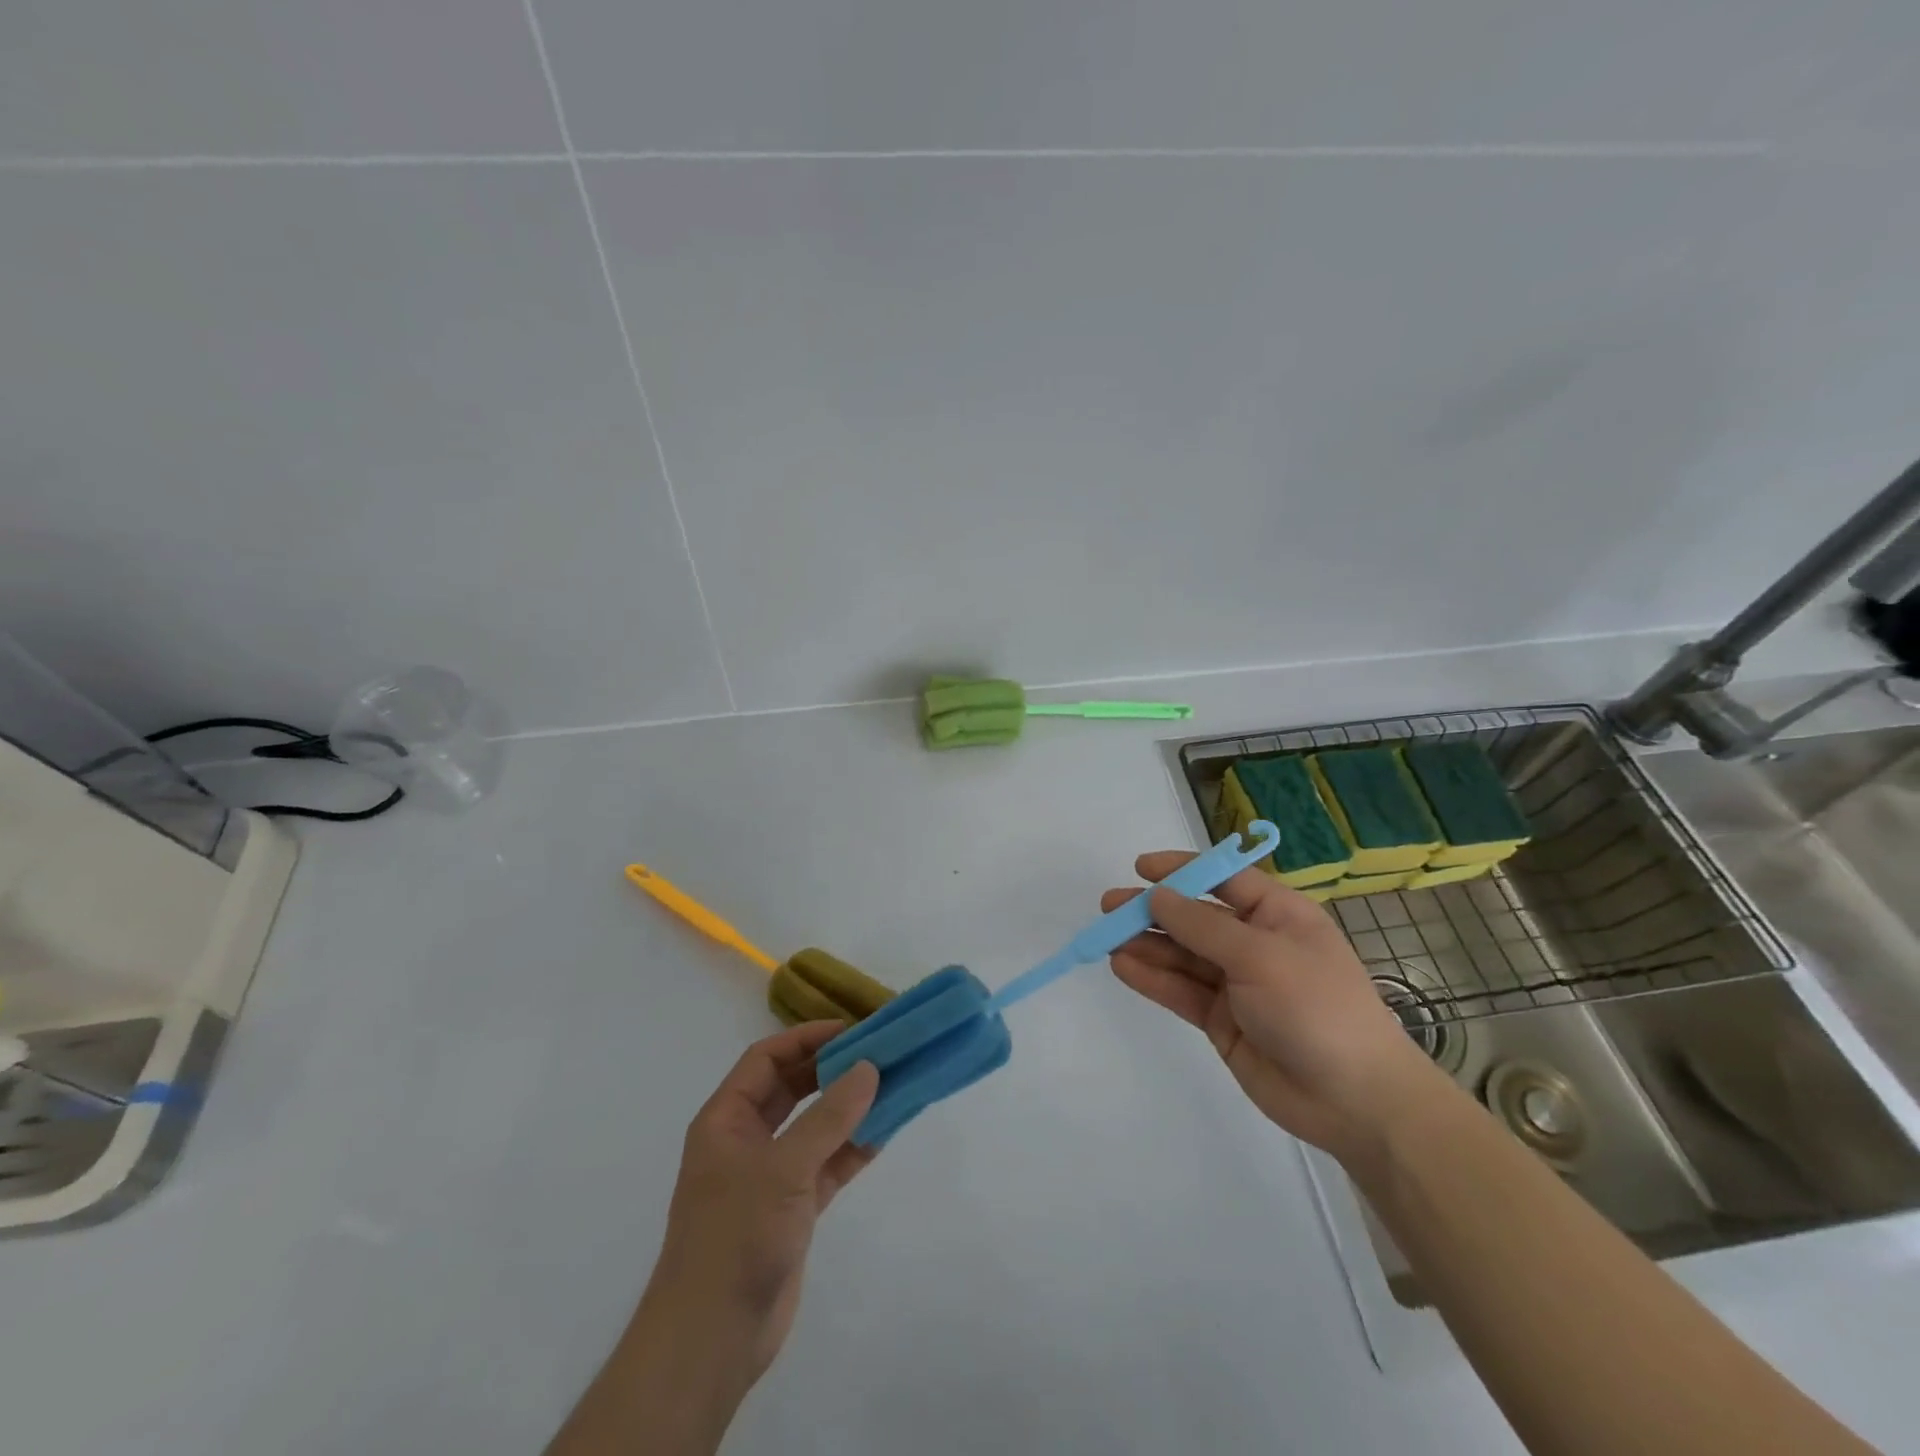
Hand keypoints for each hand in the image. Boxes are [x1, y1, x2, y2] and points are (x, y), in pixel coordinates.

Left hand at [645, 1022, 879, 1385]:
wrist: (711, 1341)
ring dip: (848, 1108)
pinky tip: (885, 1132)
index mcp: (726, 1119)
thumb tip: (870, 1067)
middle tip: (877, 1053)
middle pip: (792, 1088)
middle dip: (831, 1070)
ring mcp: (770, 1175)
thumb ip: (829, 1118)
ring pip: (814, 1126)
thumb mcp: (783, 1169)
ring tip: (891, 1086)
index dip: (806, 1039)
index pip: (766, 1059)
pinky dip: (853, 1148)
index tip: (851, 1030)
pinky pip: (827, 1164)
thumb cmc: (735, 1237)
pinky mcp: (792, 1208)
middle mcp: (746, 1140)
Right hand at [1103, 853, 1442, 1158]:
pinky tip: (1122, 967)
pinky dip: (1152, 978)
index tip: (1141, 867)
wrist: (1355, 1101)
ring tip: (1104, 938)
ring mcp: (1237, 984)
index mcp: (1277, 914)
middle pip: (1194, 918)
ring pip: (1182, 955)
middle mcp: (1254, 943)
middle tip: (1108, 906)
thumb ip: (1202, 926)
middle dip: (1152, 910)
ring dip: (1145, 945)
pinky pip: (1181, 991)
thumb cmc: (1317, 1007)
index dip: (1183, 869)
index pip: (1223, 879)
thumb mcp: (1260, 956)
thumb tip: (1157, 895)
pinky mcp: (1222, 1021)